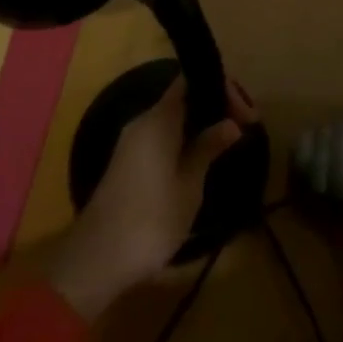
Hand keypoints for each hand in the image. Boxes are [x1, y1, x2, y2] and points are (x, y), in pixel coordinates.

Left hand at [46, 77, 255, 320]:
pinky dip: (184, 139)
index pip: (190, 81)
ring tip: (228, 142)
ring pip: (172, 118)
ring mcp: (131, 143)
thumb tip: (230, 122)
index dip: (221, 88)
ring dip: (200, 124)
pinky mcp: (127, 163)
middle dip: (214, 106)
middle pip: (182, 97)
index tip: (246, 114)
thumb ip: (208, 148)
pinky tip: (202, 158)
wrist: (97, 260)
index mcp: (158, 120)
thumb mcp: (189, 185)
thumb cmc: (151, 221)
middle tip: (243, 127)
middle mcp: (142, 122)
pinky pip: (162, 136)